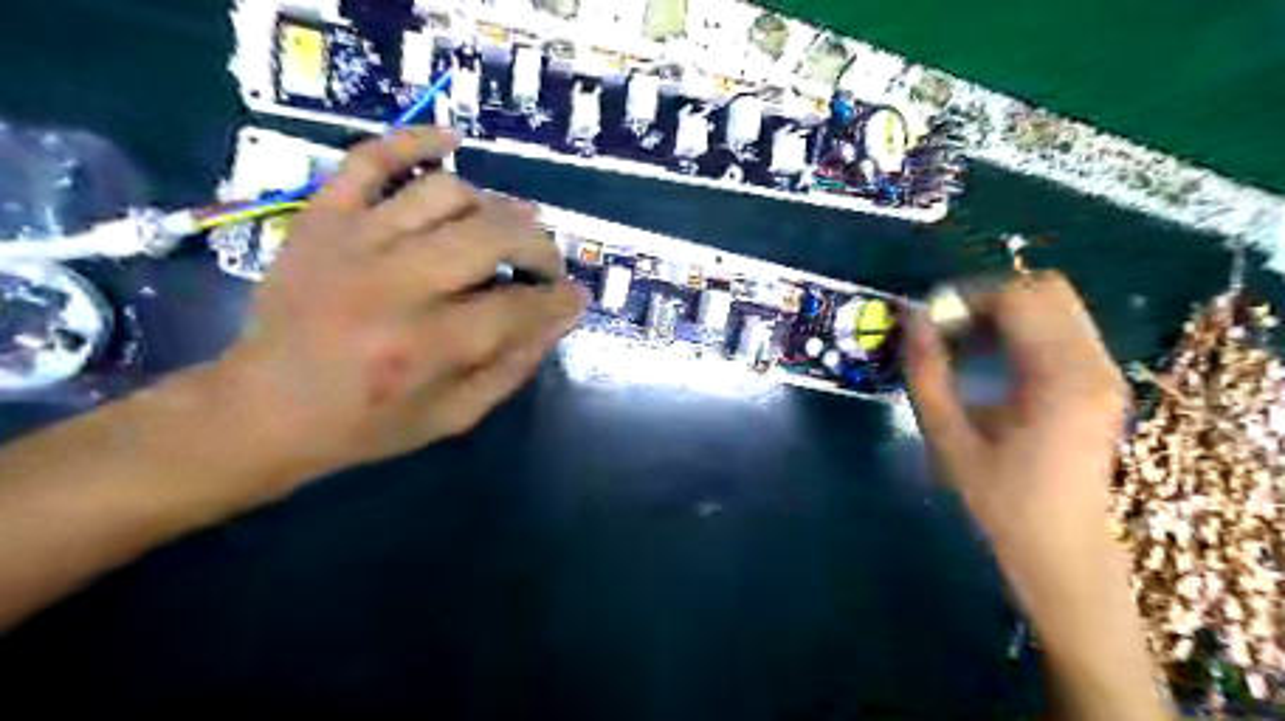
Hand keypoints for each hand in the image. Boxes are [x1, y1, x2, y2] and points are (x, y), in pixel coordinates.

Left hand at [216, 128, 586, 486]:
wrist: (264, 407)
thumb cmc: (368, 422)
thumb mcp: (455, 415)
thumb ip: (514, 366)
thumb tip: (559, 317)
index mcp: (429, 345)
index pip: (521, 306)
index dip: (560, 300)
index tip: (573, 298)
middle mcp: (397, 283)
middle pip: (496, 235)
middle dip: (540, 249)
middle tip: (545, 266)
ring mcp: (356, 240)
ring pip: (449, 192)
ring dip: (494, 210)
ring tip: (502, 232)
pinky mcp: (323, 217)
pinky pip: (371, 157)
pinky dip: (415, 140)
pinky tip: (452, 141)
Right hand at [903, 274, 1127, 549]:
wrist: (1061, 546)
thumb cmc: (999, 498)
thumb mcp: (948, 436)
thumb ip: (927, 373)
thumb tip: (911, 320)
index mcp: (1059, 378)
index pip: (1019, 299)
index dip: (967, 298)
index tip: (930, 321)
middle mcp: (1093, 364)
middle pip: (1045, 290)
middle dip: (988, 299)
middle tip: (948, 328)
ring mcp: (1104, 371)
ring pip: (1055, 305)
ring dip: (1004, 313)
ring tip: (964, 344)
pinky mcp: (1101, 380)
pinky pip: (1062, 328)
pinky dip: (1022, 329)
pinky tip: (991, 361)